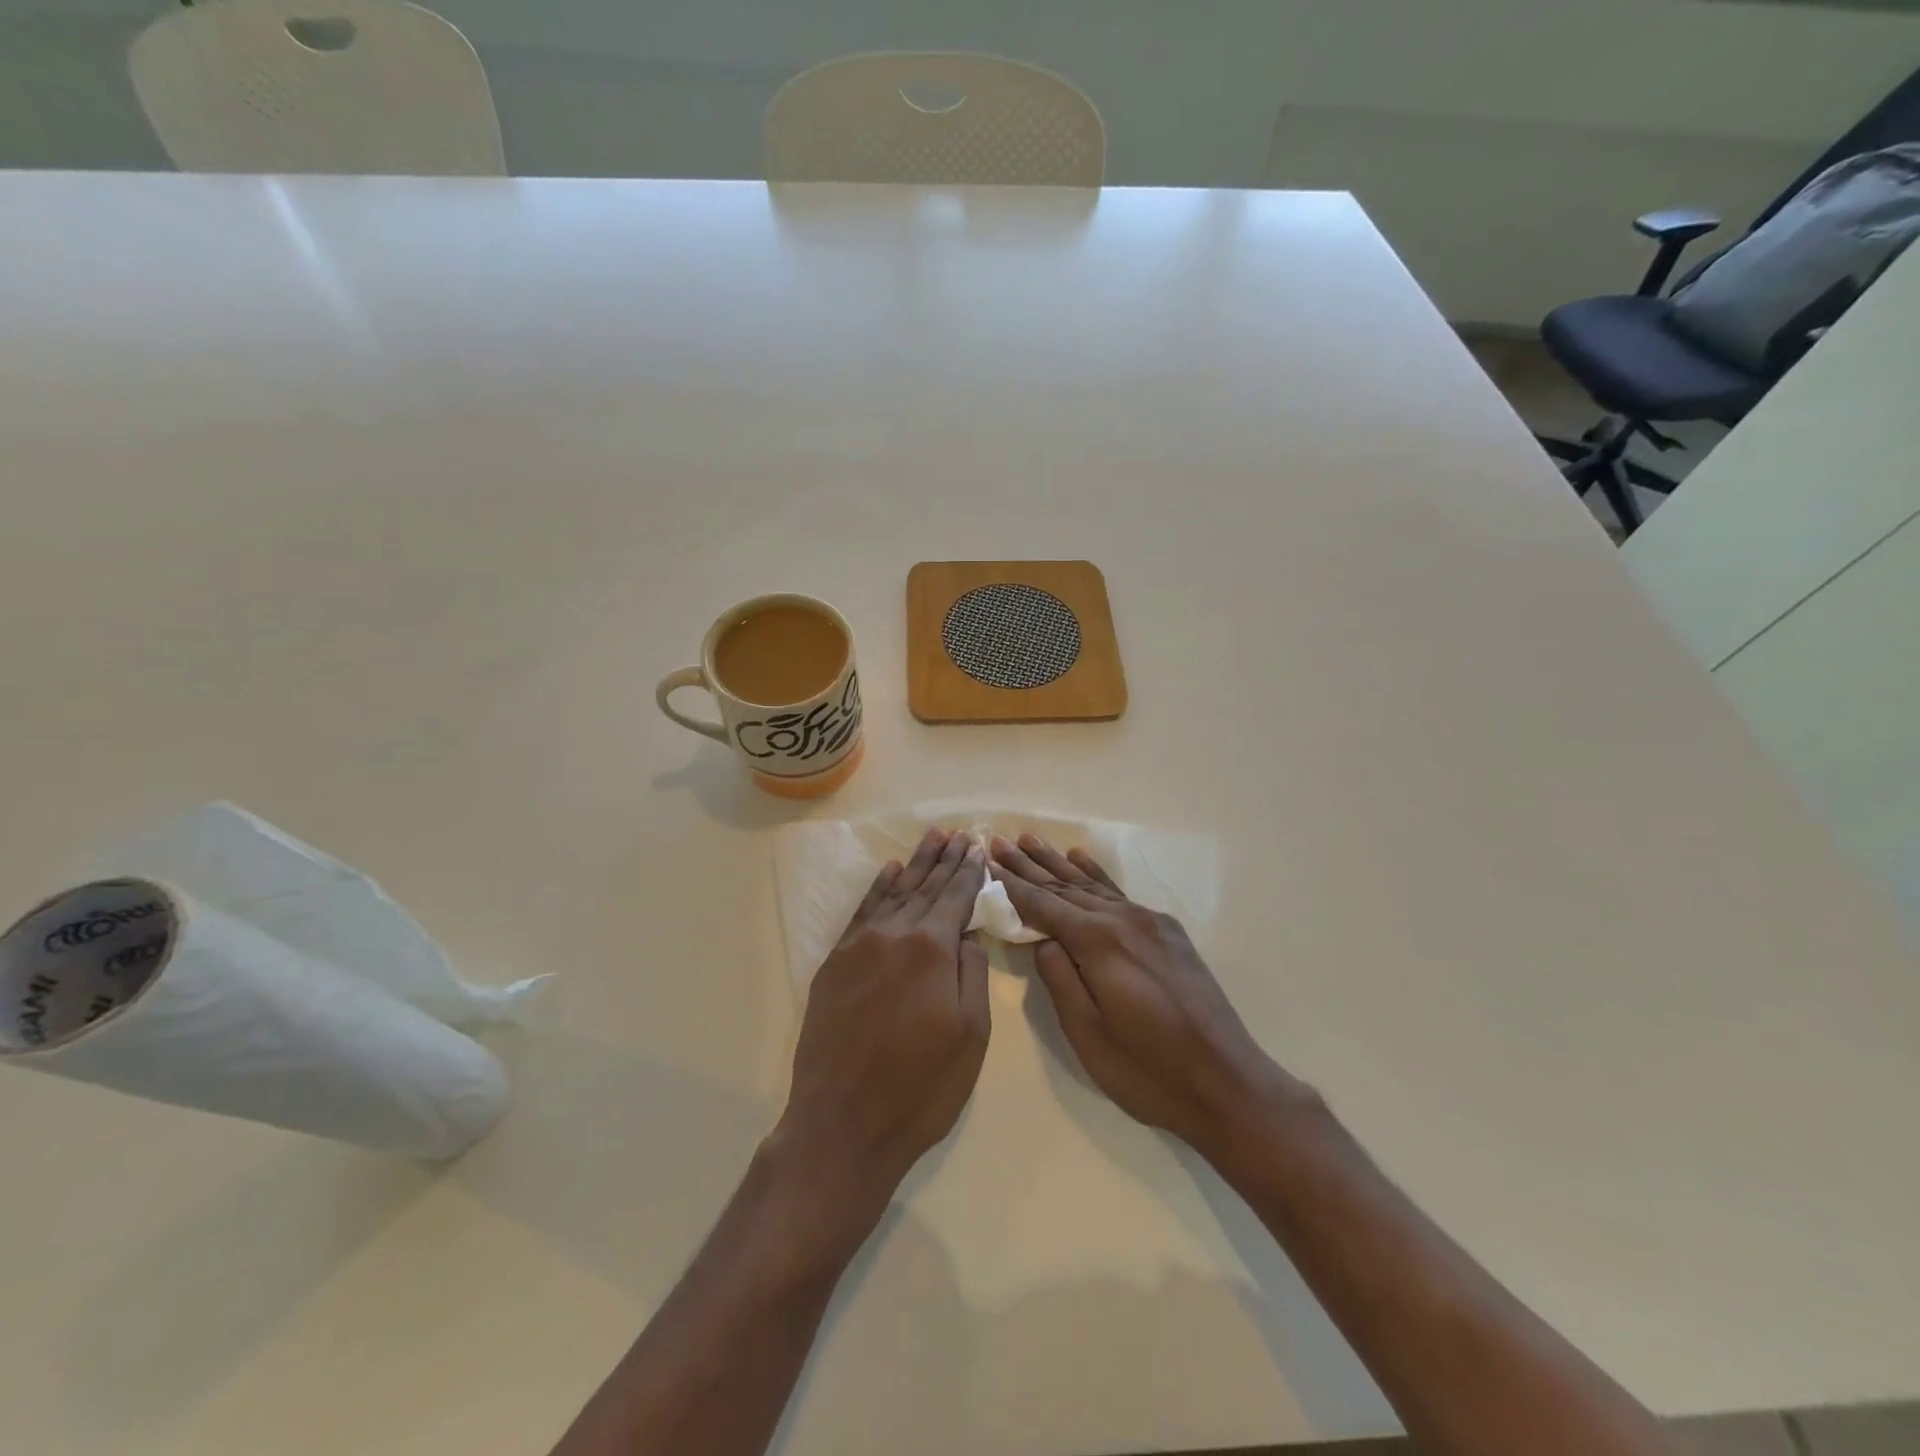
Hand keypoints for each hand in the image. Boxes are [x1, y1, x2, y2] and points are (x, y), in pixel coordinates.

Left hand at [772, 829, 990, 1217]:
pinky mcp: (834, 964)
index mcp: (932, 949)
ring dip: (914, 866)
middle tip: (956, 834)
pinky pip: (861, 913)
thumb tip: (968, 933)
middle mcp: (894, 935)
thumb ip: (972, 973)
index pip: (956, 898)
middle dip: (944, 860)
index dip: (969, 873)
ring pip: (894, 894)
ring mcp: (859, 947)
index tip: (977, 848)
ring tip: (930, 840)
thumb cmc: (920, 1087)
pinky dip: (878, 890)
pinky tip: (889, 874)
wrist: (842, 1124)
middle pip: (925, 888)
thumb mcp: (971, 1035)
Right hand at [991, 833, 1303, 1161]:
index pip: (1043, 906)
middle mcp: (1123, 920)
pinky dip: (1096, 876)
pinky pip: (1119, 894)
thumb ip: (1059, 980)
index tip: (987, 862)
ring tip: (1031, 839)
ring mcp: (1149, 922)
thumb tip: (1042, 940)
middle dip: (1029, 866)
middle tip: (999, 841)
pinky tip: (1080, 859)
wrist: (1228, 1084)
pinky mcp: (1167, 932)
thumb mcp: (1088, 1035)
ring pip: (1092, 886)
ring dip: (1058, 863)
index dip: (1012, 886)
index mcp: (1099, 943)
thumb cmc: (1149, 1071)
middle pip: (1065, 887)